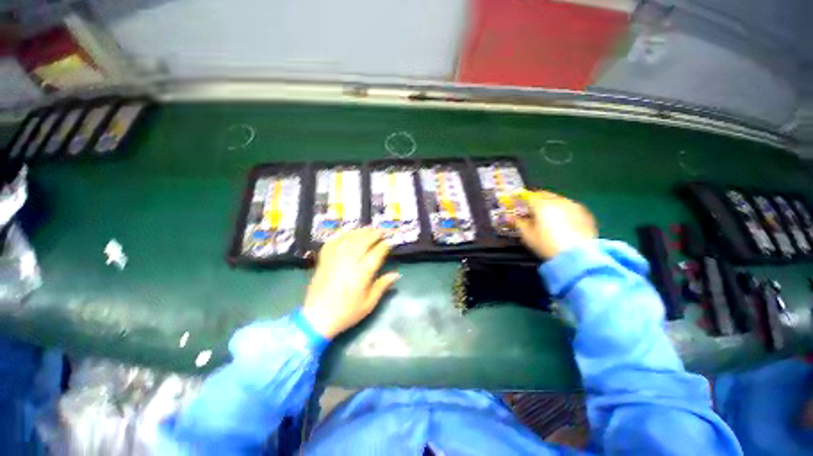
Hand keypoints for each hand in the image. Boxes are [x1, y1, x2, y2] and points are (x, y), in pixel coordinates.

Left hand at [302, 228, 399, 338]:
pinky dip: (342, 235)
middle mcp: (349, 262)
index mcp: (362, 273)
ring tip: (369, 229)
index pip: (377, 253)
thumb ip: (382, 286)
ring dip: (361, 231)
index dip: (385, 245)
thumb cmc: (346, 313)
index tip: (390, 242)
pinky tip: (348, 233)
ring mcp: (335, 258)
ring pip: (350, 238)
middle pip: (364, 240)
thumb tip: (396, 274)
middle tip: (382, 231)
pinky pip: (334, 241)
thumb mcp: (369, 304)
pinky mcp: (324, 259)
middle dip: (375, 233)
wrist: (317, 318)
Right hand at [514, 190, 596, 259]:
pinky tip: (561, 221)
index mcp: (542, 204)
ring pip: (558, 199)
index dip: (520, 198)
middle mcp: (558, 200)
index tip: (516, 202)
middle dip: (536, 199)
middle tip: (530, 209)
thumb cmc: (547, 244)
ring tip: (547, 215)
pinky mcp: (585, 213)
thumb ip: (519, 223)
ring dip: (550, 204)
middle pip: (544, 194)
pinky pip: (570, 207)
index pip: (527, 195)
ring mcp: (574, 205)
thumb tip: (513, 217)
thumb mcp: (528, 235)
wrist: (579, 256)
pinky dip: (563, 210)